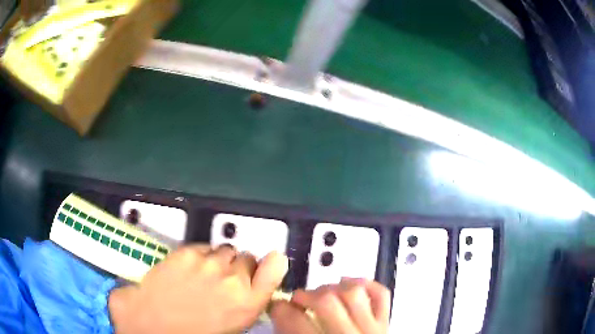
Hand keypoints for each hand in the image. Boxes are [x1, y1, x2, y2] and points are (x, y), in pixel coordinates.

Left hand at [109, 244, 287, 333]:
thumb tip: (254, 284)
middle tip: (222, 279)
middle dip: (238, 267)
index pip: (274, 268)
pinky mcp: (186, 252)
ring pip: (225, 249)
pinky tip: (188, 268)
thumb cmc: (194, 332)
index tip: (262, 267)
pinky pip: (203, 246)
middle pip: (247, 258)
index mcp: (248, 302)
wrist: (153, 323)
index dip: (269, 265)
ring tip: (204, 273)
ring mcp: (208, 263)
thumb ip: (248, 302)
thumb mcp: (232, 325)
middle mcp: (233, 279)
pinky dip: (200, 254)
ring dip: (219, 259)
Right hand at [270, 278, 389, 333]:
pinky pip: (381, 294)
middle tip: (298, 300)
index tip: (276, 306)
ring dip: (333, 288)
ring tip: (322, 295)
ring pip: (354, 293)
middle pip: (326, 302)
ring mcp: (373, 328)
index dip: (280, 309)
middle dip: (305, 295)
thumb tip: (281, 312)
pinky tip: (349, 284)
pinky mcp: (386, 322)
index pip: (296, 321)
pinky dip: (366, 283)